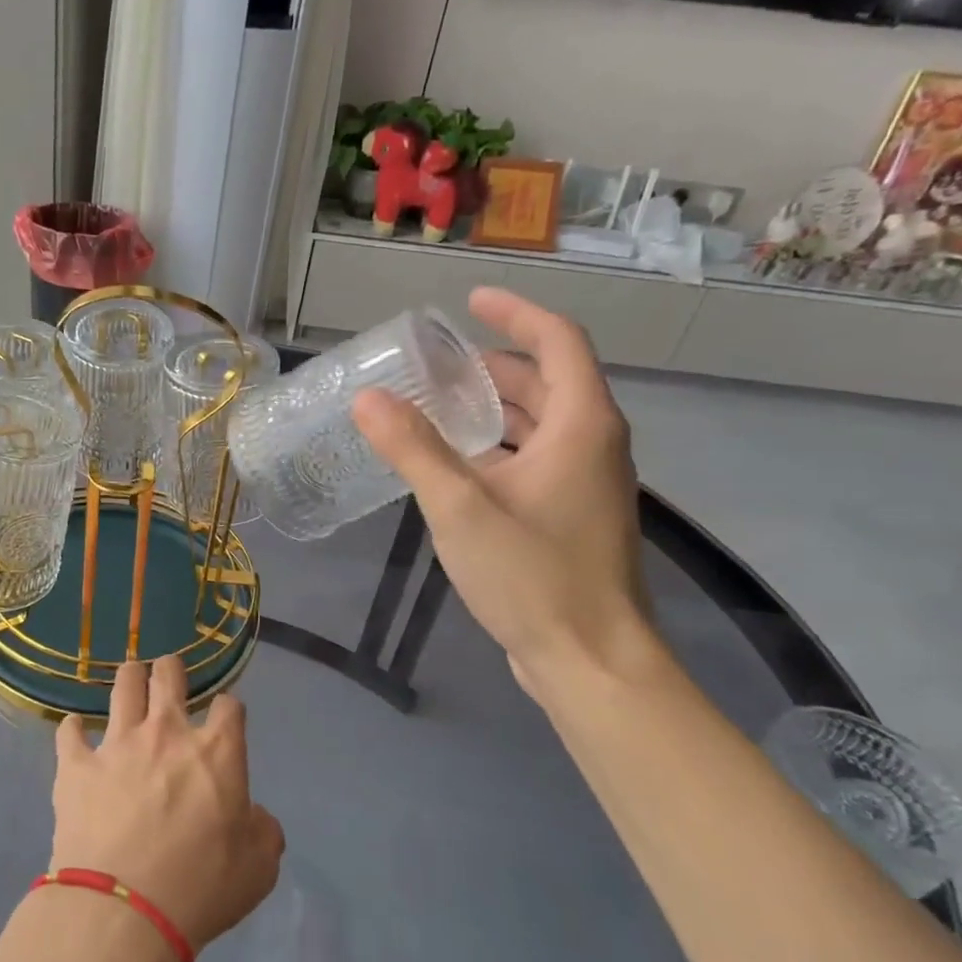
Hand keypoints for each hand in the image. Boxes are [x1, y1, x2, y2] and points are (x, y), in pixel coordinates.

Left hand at [50, 657, 284, 953]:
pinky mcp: (76, 765)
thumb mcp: (258, 868)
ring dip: (129, 679)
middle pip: (169, 675)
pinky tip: (75, 732)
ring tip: (130, 680)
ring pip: (123, 686)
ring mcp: (117, 744)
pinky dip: (74, 730)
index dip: (230, 709)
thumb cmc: (201, 888)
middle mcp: (166, 733)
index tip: (226, 719)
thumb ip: (263, 831)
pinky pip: (70, 732)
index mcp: (216, 752)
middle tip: (169, 674)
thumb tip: (254, 816)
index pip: (230, 706)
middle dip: (171, 669)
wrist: (123, 910)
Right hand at [353, 287, 652, 690]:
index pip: (557, 342)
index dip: (515, 313)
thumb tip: (368, 398)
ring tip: (435, 406)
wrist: (589, 659)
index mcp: (582, 426)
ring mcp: (585, 483)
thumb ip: (414, 449)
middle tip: (434, 364)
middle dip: (492, 365)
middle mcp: (593, 444)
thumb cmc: (533, 576)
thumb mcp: (462, 507)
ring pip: (540, 424)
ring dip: (493, 408)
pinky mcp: (571, 515)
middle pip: (546, 382)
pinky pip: (535, 458)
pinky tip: (454, 465)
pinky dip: (497, 446)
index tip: (470, 301)